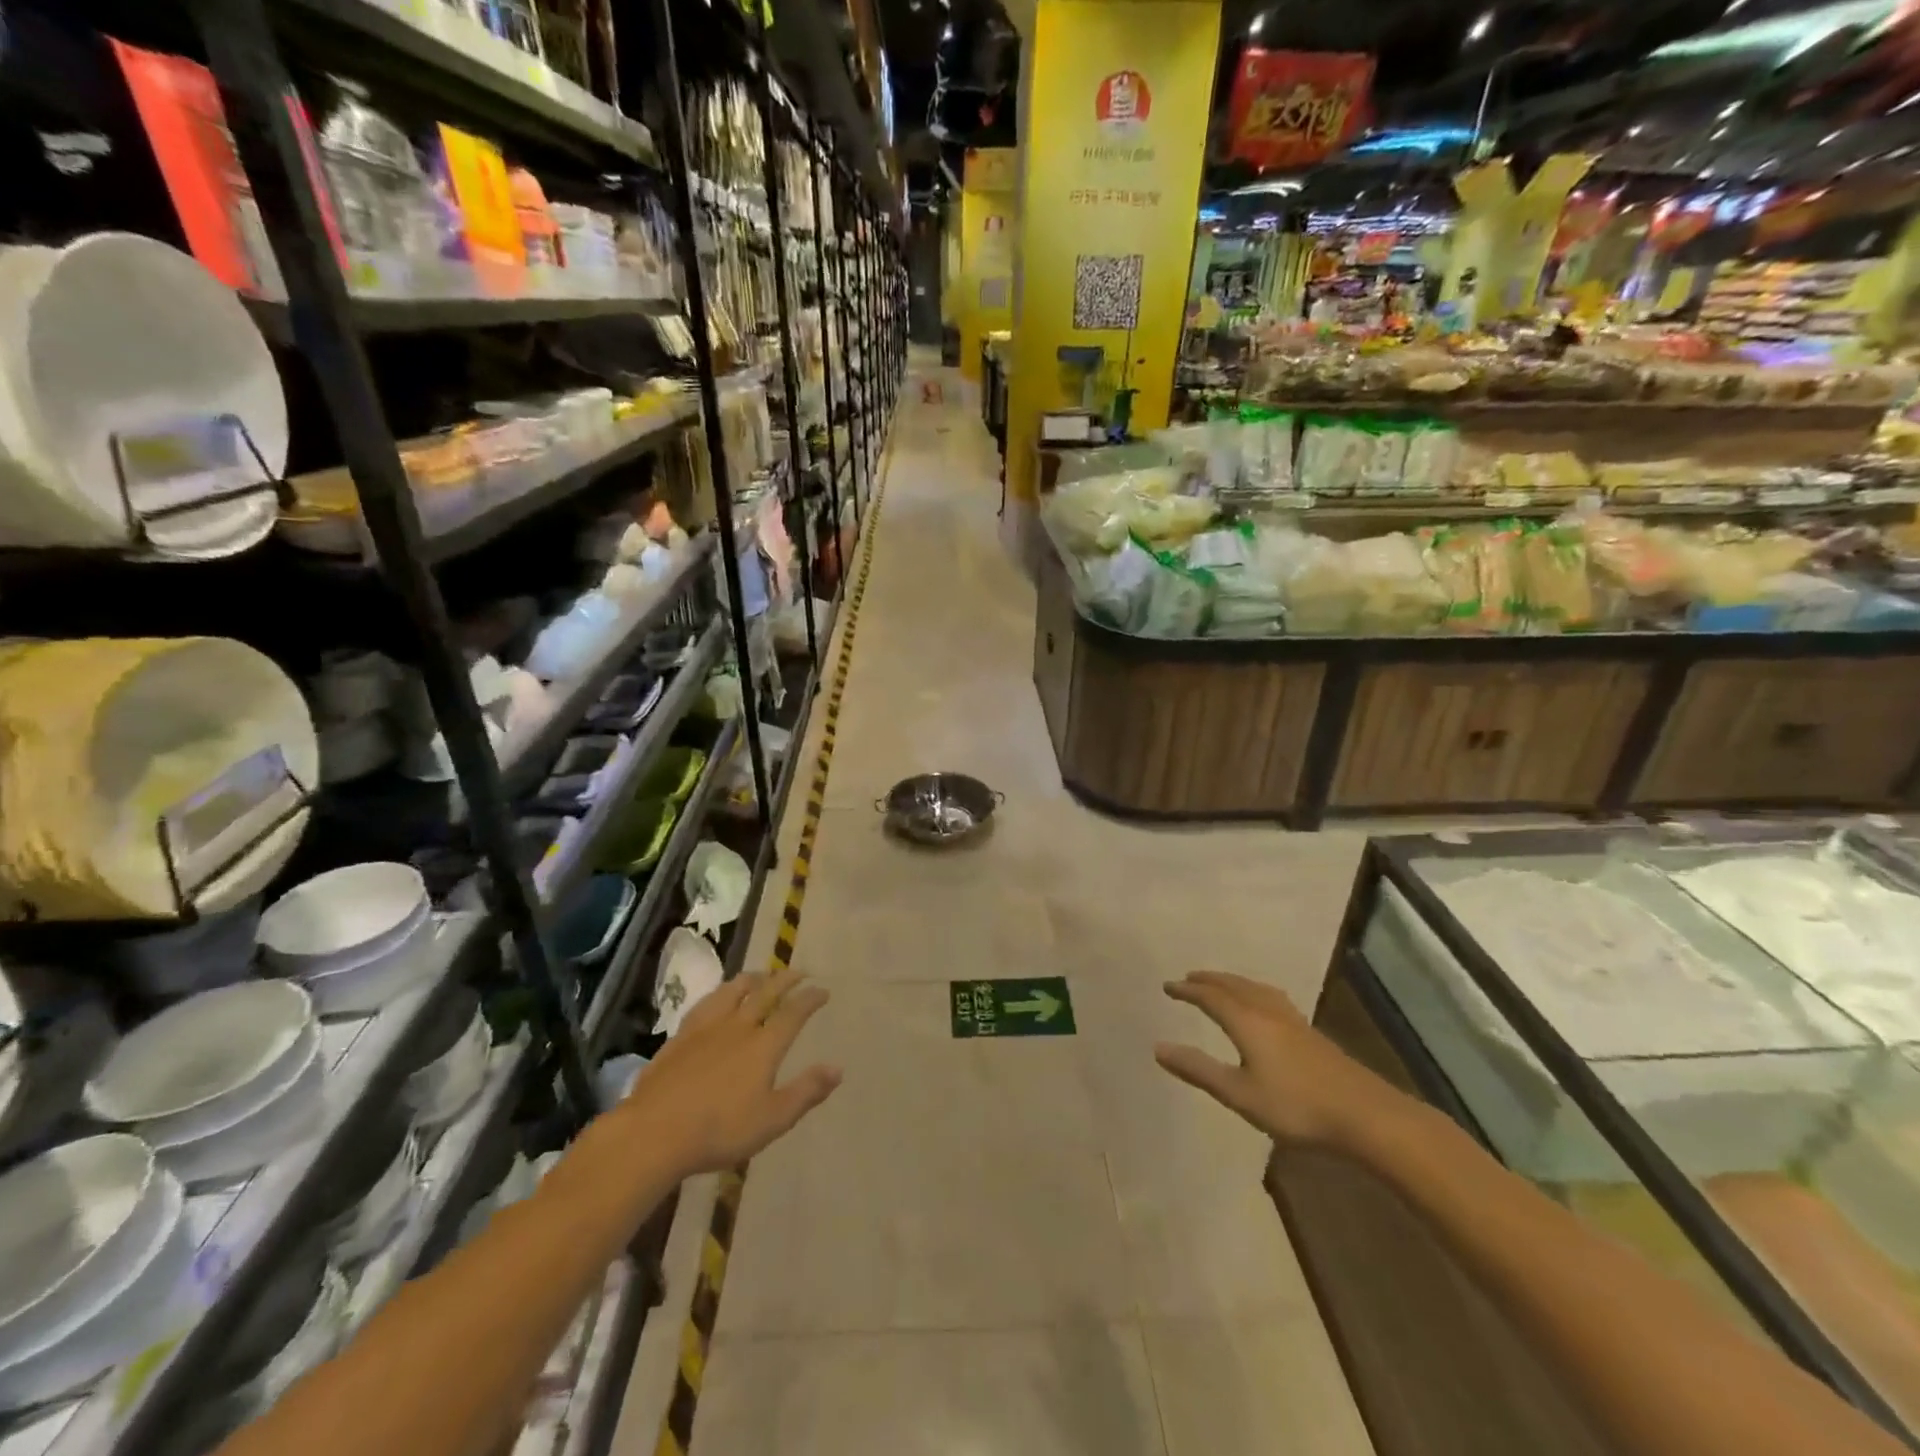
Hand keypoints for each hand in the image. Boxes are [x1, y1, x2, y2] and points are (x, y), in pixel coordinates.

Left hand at [621, 966, 841, 1175]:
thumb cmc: (720, 1130)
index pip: (793, 1013)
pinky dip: (721, 994)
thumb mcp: (773, 1119)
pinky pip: (706, 1003)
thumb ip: (807, 1091)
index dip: (810, 999)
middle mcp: (738, 1026)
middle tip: (798, 972)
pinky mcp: (680, 1037)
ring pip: (733, 991)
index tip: (823, 991)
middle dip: (785, 979)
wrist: (655, 1132)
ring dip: (752, 978)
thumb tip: (838, 1068)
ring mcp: (706, 1028)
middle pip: (765, 993)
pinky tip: (717, 999)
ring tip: (760, 975)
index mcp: (764, 1045)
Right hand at [1155, 971, 1400, 1149]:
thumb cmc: (1296, 1106)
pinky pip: (1271, 996)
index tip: (1168, 987)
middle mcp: (1267, 1011)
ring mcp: (1292, 1020)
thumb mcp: (1239, 1094)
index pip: (1210, 997)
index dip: (1187, 990)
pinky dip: (1253, 991)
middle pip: (1233, 985)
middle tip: (1189, 978)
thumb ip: (1199, 1070)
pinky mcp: (1310, 1032)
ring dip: (1231, 982)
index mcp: (1247, 1021)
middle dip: (1208, 980)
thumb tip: (1157, 1048)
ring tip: (1220, 984)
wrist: (1365, 1115)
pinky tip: (1263, 1004)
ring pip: (1254, 988)